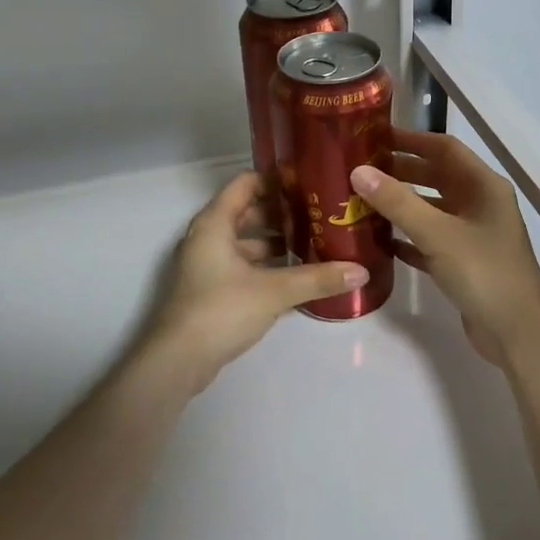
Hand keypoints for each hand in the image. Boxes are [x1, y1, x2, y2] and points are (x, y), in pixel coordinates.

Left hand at [140, 171, 369, 386]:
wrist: (178, 360)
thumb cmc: (221, 310)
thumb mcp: (274, 291)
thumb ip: (317, 279)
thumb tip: (361, 271)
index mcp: (215, 223)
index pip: (246, 182)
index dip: (276, 179)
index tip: (310, 183)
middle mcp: (208, 236)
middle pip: (247, 210)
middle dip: (282, 212)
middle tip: (319, 214)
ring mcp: (207, 263)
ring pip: (245, 240)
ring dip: (275, 240)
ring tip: (313, 243)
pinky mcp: (210, 288)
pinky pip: (242, 263)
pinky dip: (265, 263)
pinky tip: (294, 275)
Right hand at [349, 129, 539, 368]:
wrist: (518, 333)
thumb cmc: (483, 272)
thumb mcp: (438, 233)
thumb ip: (398, 201)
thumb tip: (358, 171)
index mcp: (484, 186)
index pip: (445, 149)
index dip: (412, 140)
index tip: (374, 138)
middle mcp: (481, 204)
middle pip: (437, 177)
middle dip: (401, 172)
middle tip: (360, 170)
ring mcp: (474, 235)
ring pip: (432, 209)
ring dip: (402, 205)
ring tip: (363, 202)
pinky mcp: (465, 263)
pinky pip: (431, 241)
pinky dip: (409, 237)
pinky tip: (382, 241)